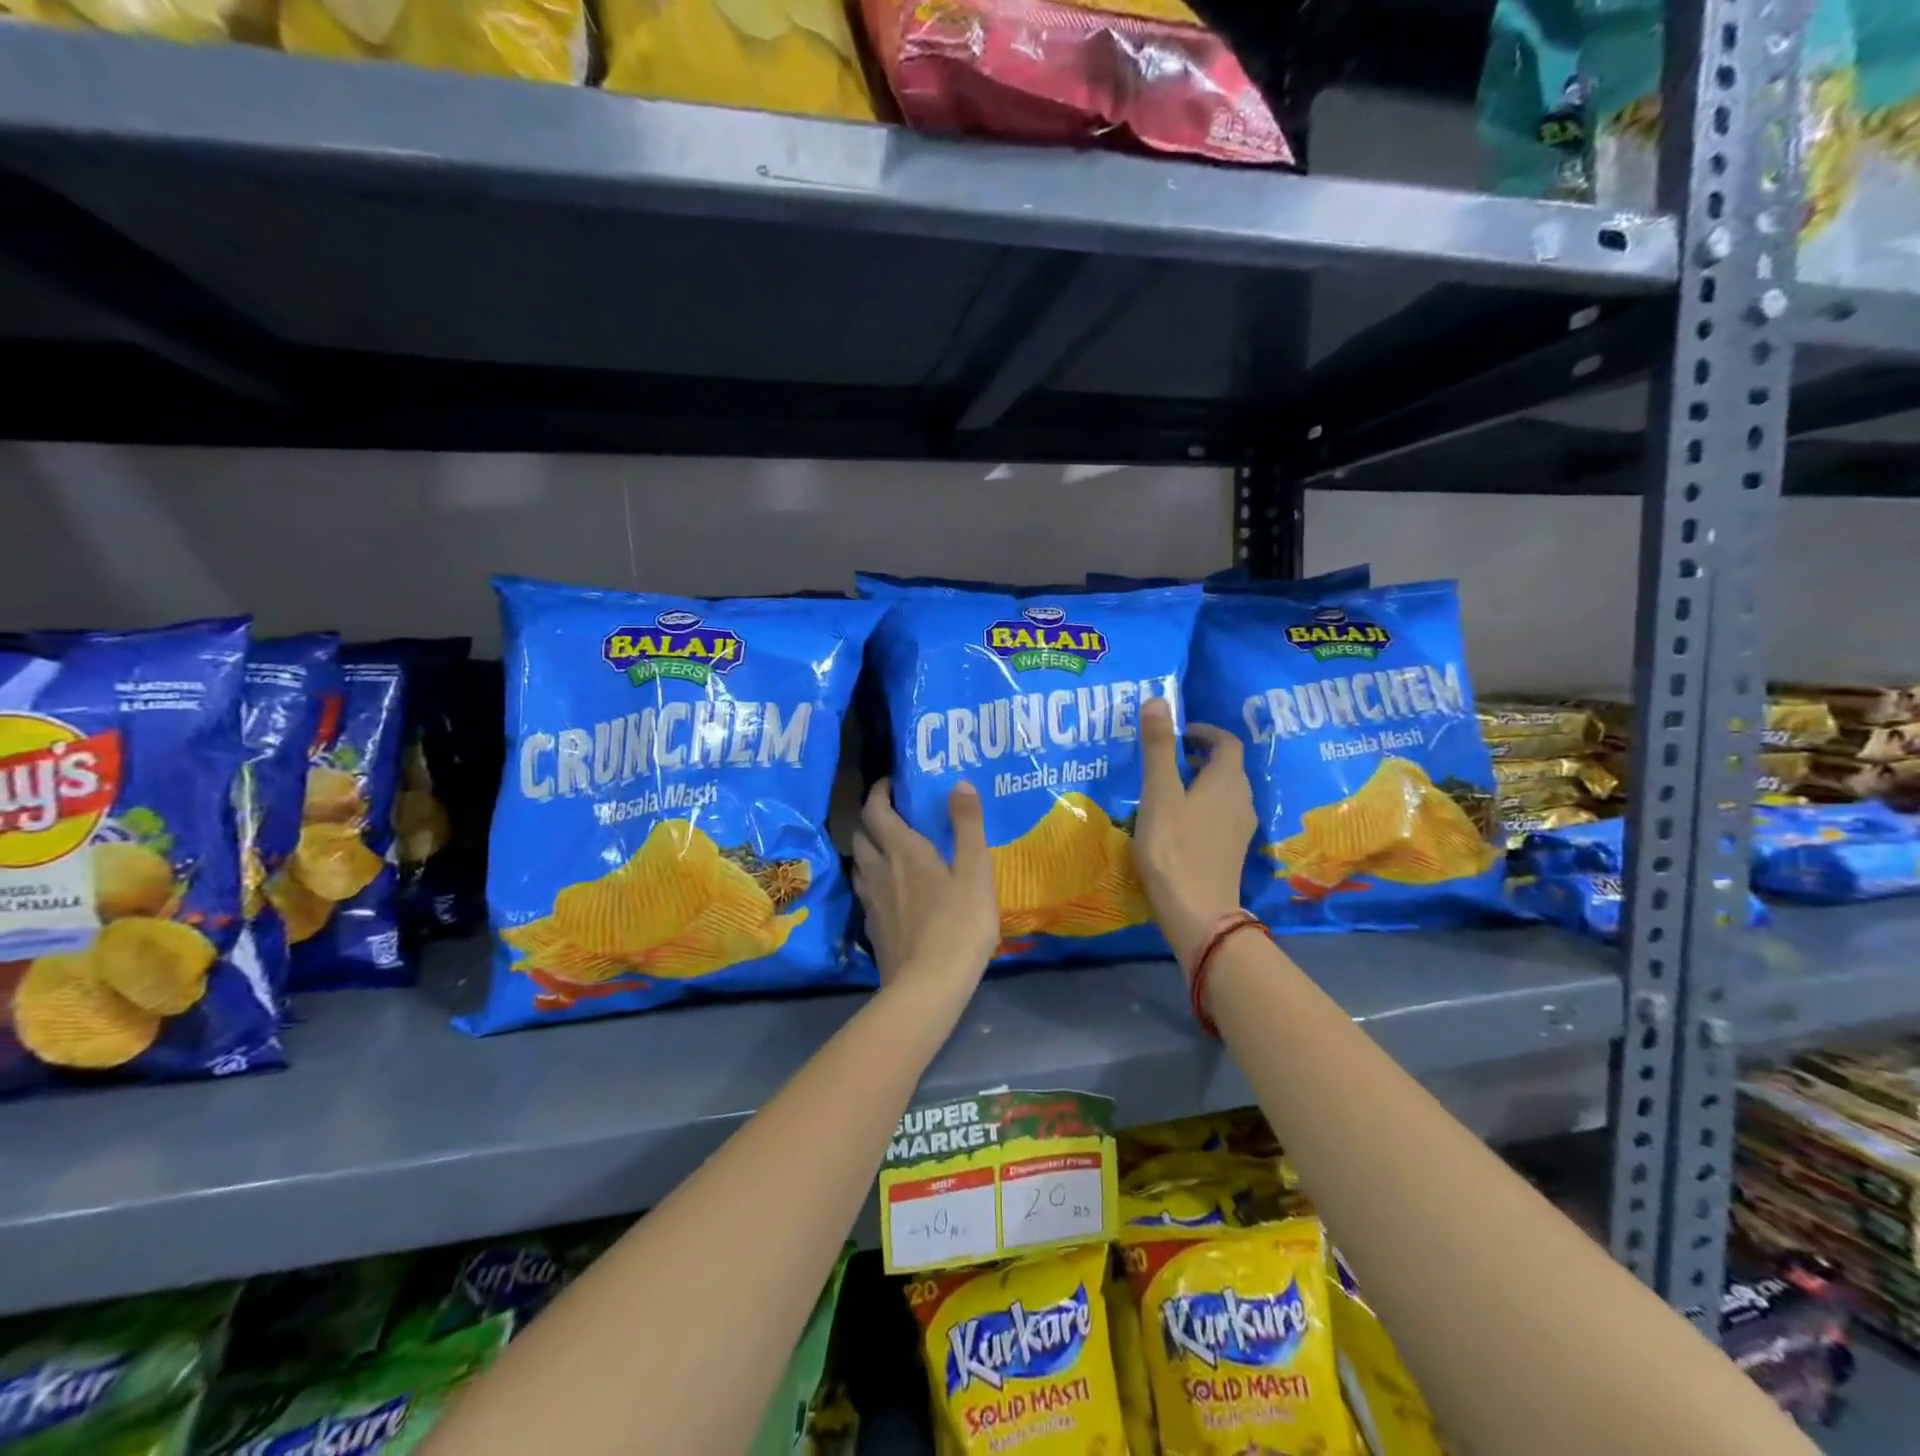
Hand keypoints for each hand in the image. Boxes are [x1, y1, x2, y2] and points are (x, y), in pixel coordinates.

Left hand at [851, 778, 999, 998]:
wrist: (928, 987)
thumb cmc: (958, 924)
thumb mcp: (975, 871)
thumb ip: (968, 825)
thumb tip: (958, 783)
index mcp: (903, 851)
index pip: (876, 810)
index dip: (879, 792)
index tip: (890, 783)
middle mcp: (879, 870)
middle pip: (861, 835)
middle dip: (872, 819)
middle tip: (892, 815)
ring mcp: (872, 902)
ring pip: (859, 865)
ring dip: (868, 850)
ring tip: (888, 850)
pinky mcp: (872, 929)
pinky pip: (865, 893)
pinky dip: (873, 881)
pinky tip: (890, 893)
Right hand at [1134, 696, 1256, 969]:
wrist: (1197, 912)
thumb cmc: (1173, 848)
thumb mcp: (1159, 793)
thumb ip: (1159, 747)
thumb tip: (1158, 699)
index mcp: (1227, 781)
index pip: (1227, 742)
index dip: (1204, 732)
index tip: (1178, 733)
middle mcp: (1242, 800)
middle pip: (1229, 767)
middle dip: (1202, 756)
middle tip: (1168, 758)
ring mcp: (1240, 829)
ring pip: (1226, 793)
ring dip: (1203, 782)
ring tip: (1170, 788)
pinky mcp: (1232, 851)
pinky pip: (1223, 815)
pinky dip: (1205, 806)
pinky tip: (1179, 822)